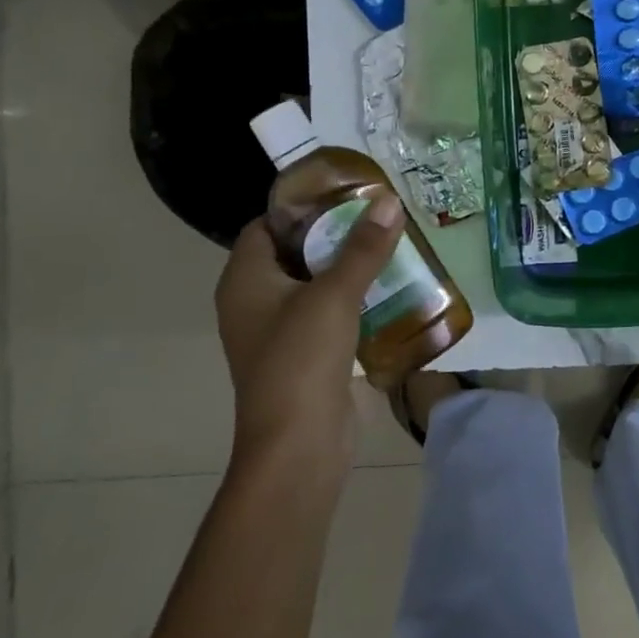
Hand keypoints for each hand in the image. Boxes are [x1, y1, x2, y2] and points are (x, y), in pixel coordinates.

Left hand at [214, 193, 404, 468]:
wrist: (299, 445)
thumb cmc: (302, 359)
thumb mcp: (334, 295)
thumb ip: (363, 248)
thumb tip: (388, 201)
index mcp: (245, 280)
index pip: (267, 225)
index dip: (302, 206)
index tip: (346, 191)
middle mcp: (255, 301)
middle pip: (295, 252)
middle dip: (335, 234)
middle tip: (379, 214)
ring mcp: (280, 331)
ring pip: (316, 284)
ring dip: (350, 268)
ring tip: (392, 244)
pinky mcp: (306, 355)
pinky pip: (330, 314)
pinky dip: (355, 299)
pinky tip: (393, 288)